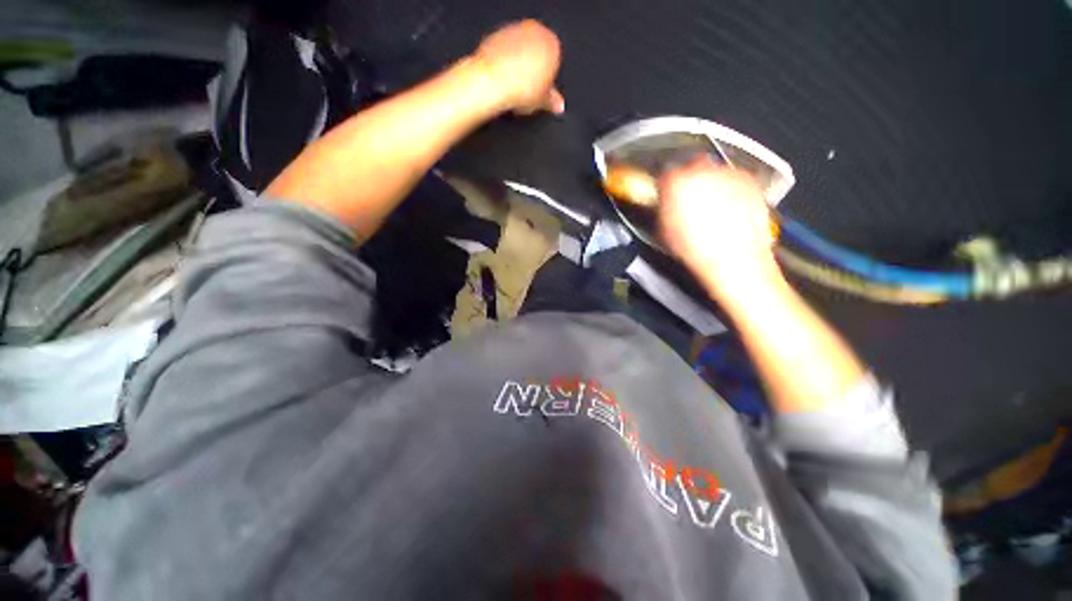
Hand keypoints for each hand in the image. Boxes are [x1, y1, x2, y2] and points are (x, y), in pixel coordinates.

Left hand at [473, 20, 564, 114]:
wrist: (493, 81)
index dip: (547, 81)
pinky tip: (502, 79)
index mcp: (552, 44)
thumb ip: (552, 100)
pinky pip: (504, 50)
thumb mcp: (542, 101)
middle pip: (537, 54)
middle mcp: (535, 31)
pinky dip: (504, 62)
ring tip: (514, 88)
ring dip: (518, 66)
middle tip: (528, 91)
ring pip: (520, 51)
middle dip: (533, 71)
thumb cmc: (519, 87)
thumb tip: (556, 105)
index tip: (541, 92)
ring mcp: (515, 30)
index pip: (554, 64)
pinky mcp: (497, 34)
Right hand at [658, 157, 781, 300]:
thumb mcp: (664, 232)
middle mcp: (702, 171)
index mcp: (675, 183)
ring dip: (710, 183)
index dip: (665, 187)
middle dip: (689, 180)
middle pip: (691, 166)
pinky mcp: (748, 180)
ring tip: (711, 208)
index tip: (667, 195)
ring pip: (714, 171)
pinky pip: (734, 179)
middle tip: (689, 200)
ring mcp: (727, 173)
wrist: (733, 258)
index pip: (665, 175)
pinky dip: (730, 189)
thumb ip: (661, 210)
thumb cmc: (697, 249)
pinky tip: (727, 209)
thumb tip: (663, 204)